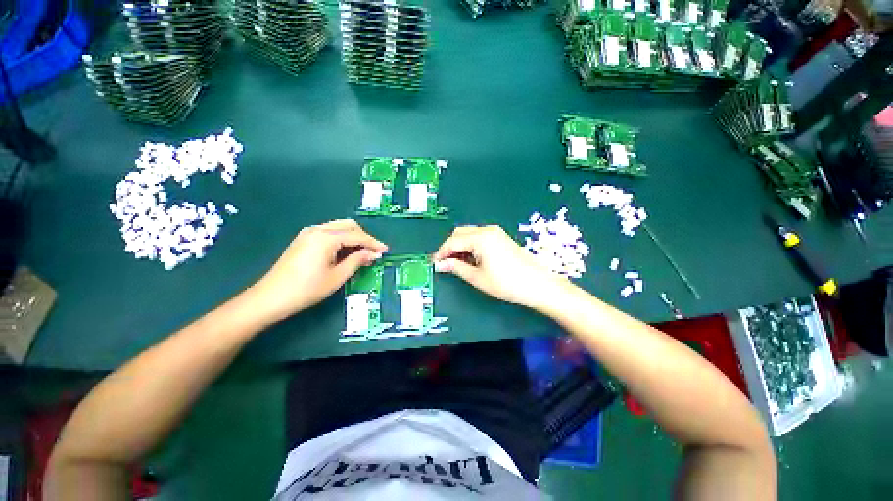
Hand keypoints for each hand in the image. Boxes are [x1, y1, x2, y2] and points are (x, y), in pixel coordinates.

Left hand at [251, 219, 387, 321]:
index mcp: (326, 238)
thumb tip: (373, 253)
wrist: (270, 298)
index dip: (373, 243)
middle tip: (373, 251)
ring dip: (353, 237)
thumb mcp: (337, 276)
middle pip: (348, 225)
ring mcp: (308, 233)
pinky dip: (341, 239)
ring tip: (362, 253)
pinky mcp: (303, 239)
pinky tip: (346, 252)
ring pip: (339, 227)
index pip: (357, 235)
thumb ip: (357, 260)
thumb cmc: (307, 289)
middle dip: (364, 237)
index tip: (385, 251)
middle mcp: (317, 230)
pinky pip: (329, 233)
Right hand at [432, 225, 567, 310]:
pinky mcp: (501, 237)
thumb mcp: (477, 278)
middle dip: (450, 247)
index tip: (434, 263)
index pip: (453, 241)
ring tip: (458, 264)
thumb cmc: (506, 283)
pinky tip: (472, 259)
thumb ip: (456, 267)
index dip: (441, 252)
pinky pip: (480, 237)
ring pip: (469, 234)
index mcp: (480, 238)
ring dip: (460, 246)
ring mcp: (496, 232)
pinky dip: (471, 246)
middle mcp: (487, 230)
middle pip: (460, 233)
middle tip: (445, 264)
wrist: (538, 285)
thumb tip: (440, 264)